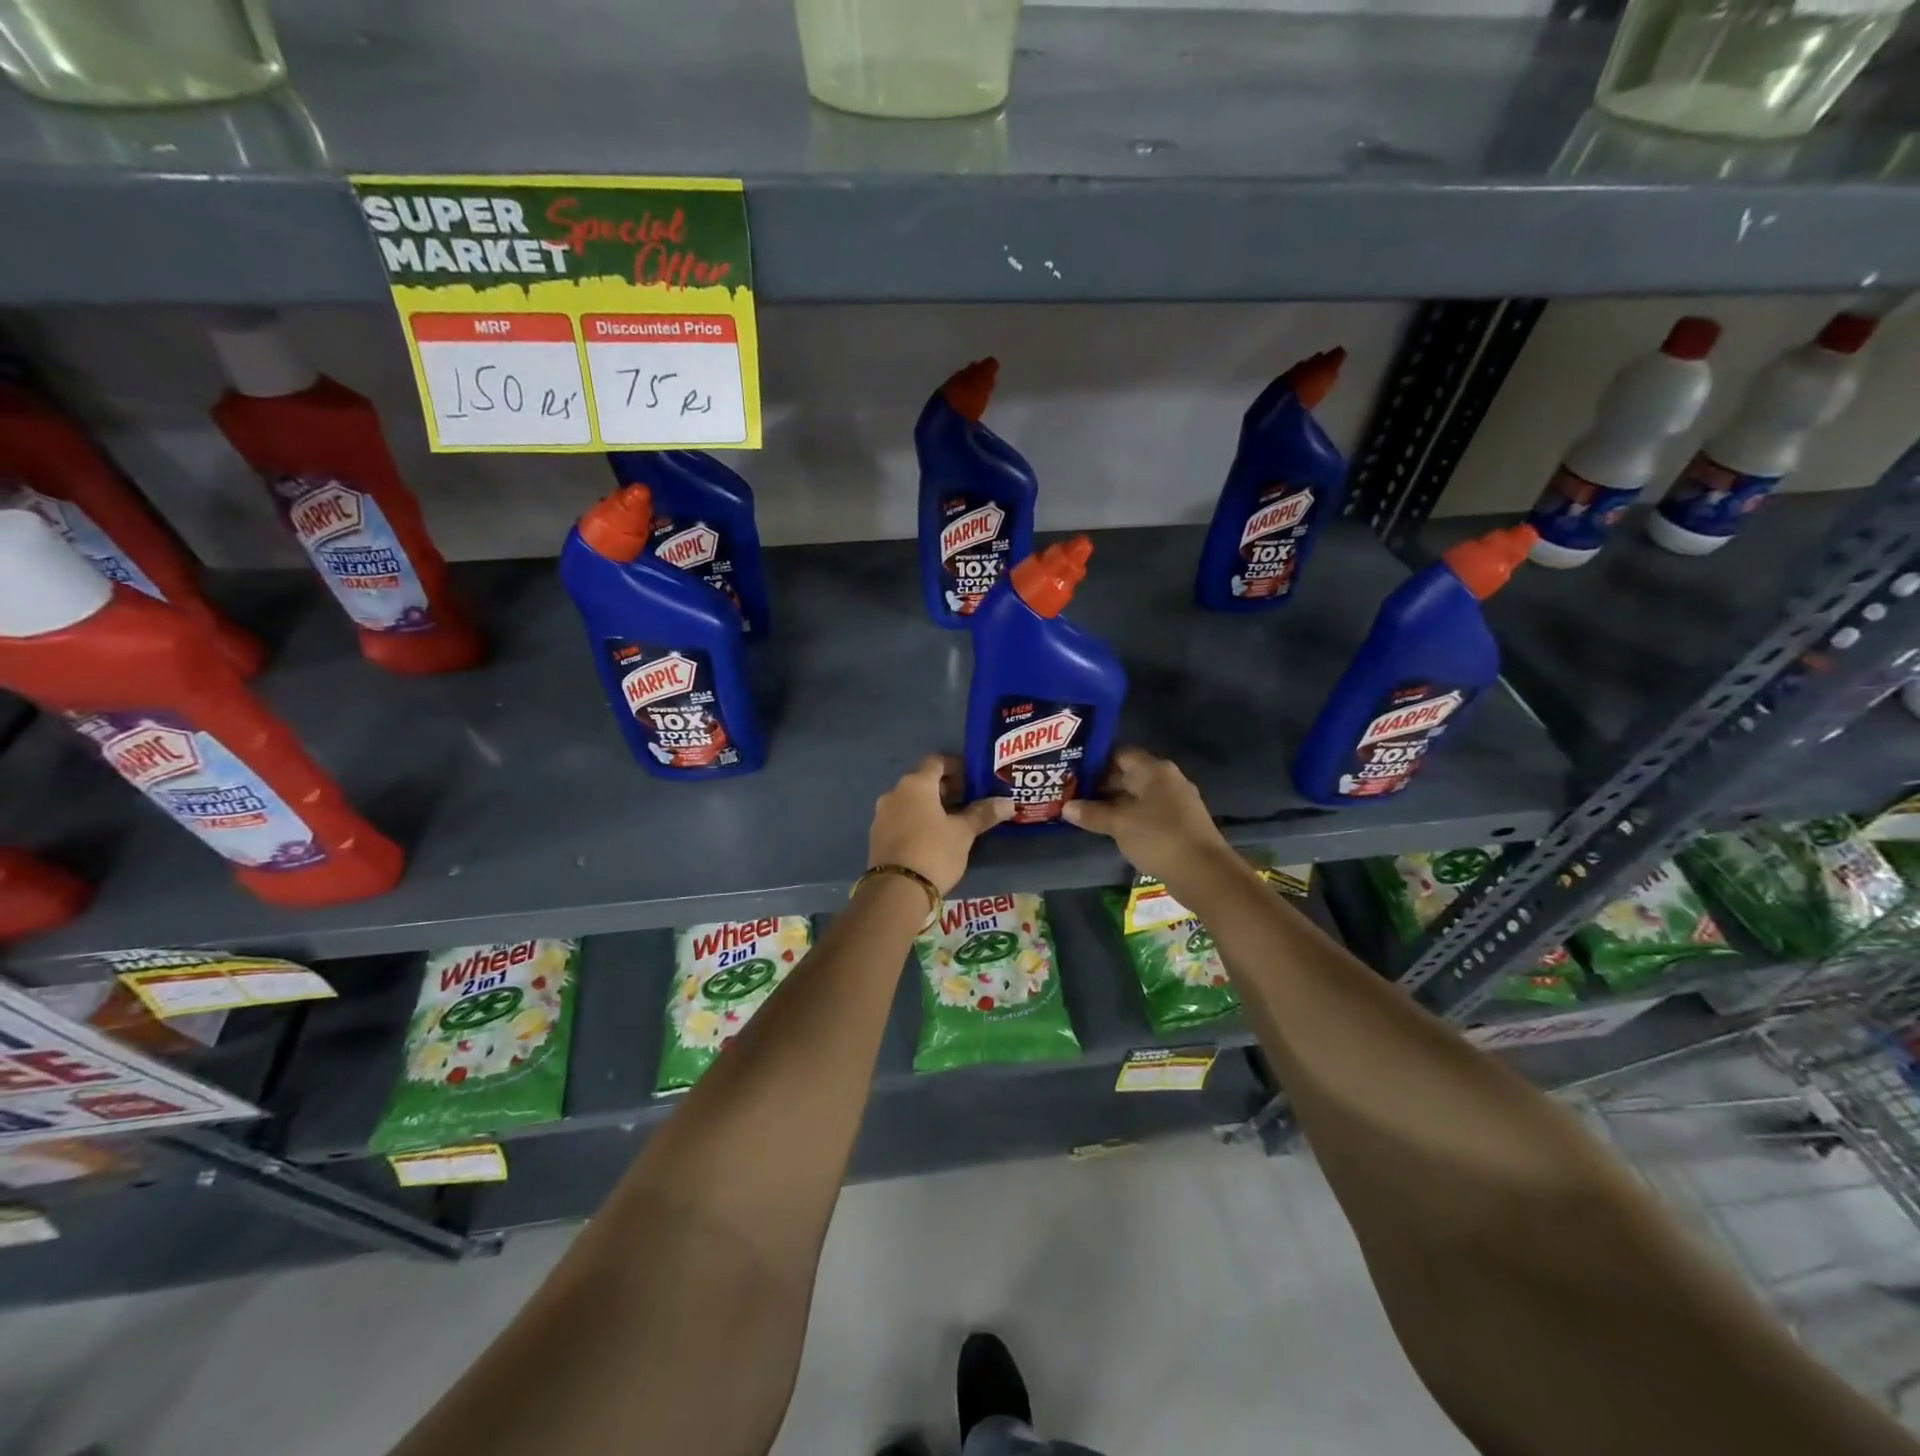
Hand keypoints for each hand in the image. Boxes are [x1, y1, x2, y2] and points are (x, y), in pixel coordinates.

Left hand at [868, 755, 1013, 894]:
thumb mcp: (963, 833)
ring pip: (912, 801)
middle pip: (924, 781)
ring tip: (955, 821)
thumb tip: (1008, 803)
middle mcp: (894, 793)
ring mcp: (882, 815)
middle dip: (947, 789)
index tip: (975, 778)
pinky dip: (918, 821)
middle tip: (971, 800)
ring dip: (932, 806)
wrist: (896, 891)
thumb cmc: (934, 852)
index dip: (957, 766)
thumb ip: (983, 813)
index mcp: (916, 784)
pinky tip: (934, 838)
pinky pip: (902, 819)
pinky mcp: (877, 836)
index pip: (937, 762)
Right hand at [1062, 747, 1230, 882]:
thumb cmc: (1158, 837)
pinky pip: (1148, 814)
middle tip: (1073, 794)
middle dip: (1101, 785)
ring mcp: (1176, 803)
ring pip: (1138, 797)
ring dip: (1114, 804)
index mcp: (1155, 770)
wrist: (1204, 872)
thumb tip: (1066, 807)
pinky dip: (1129, 818)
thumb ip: (1092, 813)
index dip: (1096, 762)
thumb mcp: (1119, 824)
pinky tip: (1111, 830)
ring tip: (1085, 813)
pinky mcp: (1179, 825)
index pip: (1120, 754)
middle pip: (1129, 775)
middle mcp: (1167, 780)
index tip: (1073, 773)